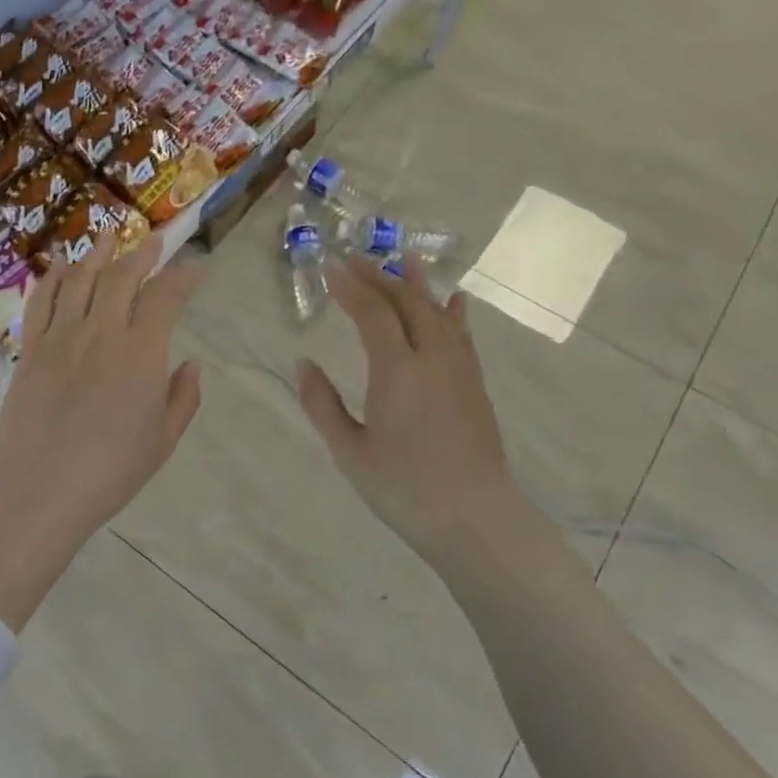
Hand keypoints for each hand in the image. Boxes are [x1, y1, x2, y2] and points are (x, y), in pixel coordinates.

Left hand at [0, 232, 203, 537]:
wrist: (39, 490)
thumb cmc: (110, 472)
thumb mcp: (162, 441)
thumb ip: (182, 399)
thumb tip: (190, 365)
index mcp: (140, 354)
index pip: (165, 297)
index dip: (183, 275)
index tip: (195, 265)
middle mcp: (100, 333)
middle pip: (122, 276)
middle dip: (143, 253)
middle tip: (155, 241)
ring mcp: (59, 337)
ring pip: (80, 279)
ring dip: (98, 253)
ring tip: (109, 236)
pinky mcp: (29, 349)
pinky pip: (40, 301)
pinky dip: (52, 278)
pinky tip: (60, 267)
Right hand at [297, 255, 524, 569]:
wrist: (473, 519)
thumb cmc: (403, 489)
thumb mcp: (349, 451)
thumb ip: (321, 404)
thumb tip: (302, 364)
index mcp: (397, 372)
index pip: (372, 314)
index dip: (349, 288)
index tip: (329, 267)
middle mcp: (432, 359)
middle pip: (405, 303)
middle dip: (377, 277)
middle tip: (353, 259)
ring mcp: (459, 370)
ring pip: (438, 312)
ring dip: (417, 284)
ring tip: (404, 258)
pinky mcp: (474, 385)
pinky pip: (462, 335)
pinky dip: (453, 312)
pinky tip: (454, 299)